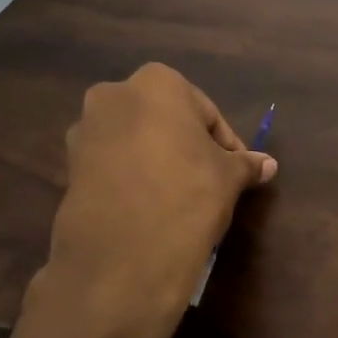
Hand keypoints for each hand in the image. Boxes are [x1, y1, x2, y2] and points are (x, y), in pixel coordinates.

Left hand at [32, 64, 275, 337]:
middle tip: (209, 180)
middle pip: (165, 120)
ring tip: (179, 197)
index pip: (206, 112)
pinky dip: (132, 178)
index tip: (237, 171)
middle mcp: (114, 95)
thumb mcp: (228, 178)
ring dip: (157, 161)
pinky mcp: (69, 167)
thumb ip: (246, 165)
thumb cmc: (187, 194)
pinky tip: (150, 208)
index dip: (225, 144)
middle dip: (186, 146)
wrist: (124, 254)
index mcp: (157, 83)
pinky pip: (112, 165)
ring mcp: (85, 132)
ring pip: (135, 141)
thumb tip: (268, 164)